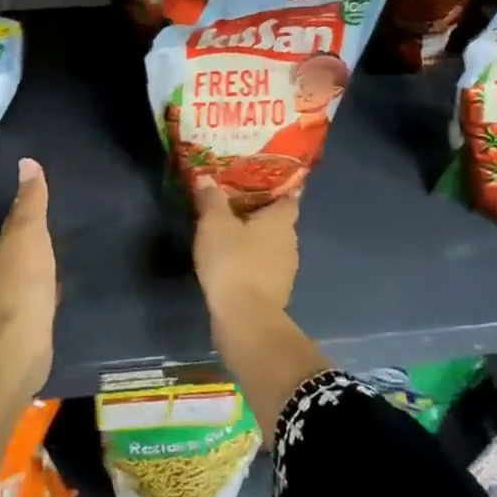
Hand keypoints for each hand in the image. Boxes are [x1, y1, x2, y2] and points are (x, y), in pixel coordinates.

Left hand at [0, 158, 56, 394]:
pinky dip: (49, 279)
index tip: (39, 185)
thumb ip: (31, 201)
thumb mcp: (30, 233)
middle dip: (33, 226)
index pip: (16, 217)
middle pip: (21, 240)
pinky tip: (60, 280)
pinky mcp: (33, 315)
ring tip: (60, 240)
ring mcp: (19, 292)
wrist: (20, 341)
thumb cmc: (25, 280)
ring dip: (41, 252)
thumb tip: (25, 160)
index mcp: (7, 243)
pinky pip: (42, 288)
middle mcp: (8, 265)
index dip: (26, 202)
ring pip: (31, 263)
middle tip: (54, 209)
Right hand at [193, 177, 299, 321]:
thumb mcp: (214, 223)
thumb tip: (207, 179)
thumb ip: (212, 199)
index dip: (276, 188)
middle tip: (235, 203)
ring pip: (271, 245)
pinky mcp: (275, 292)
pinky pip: (264, 267)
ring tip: (230, 231)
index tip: (259, 181)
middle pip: (278, 221)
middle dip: (259, 213)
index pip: (288, 197)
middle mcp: (290, 242)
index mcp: (281, 221)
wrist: (245, 317)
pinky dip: (251, 261)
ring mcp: (285, 270)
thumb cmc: (233, 260)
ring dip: (254, 239)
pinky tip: (232, 260)